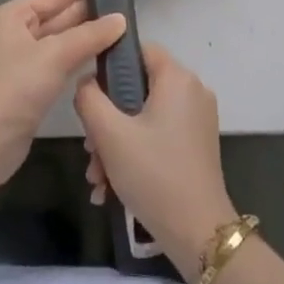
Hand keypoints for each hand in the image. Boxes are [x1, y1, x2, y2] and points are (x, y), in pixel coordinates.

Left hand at [0, 0, 124, 212]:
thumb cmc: (14, 88)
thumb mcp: (53, 56)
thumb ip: (89, 35)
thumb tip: (121, 19)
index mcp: (12, 16)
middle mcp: (14, 33)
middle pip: (57, 15)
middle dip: (89, 11)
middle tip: (127, 6)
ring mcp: (21, 60)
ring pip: (60, 40)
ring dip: (87, 36)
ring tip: (123, 28)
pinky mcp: (29, 85)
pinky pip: (59, 61)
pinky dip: (79, 57)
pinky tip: (104, 56)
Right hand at [75, 44, 236, 276]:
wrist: (198, 233)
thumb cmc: (153, 174)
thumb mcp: (110, 134)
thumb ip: (89, 98)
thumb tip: (86, 83)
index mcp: (177, 78)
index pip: (138, 49)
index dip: (109, 66)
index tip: (89, 95)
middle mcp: (192, 91)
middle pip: (137, 88)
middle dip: (107, 120)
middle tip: (90, 150)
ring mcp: (197, 119)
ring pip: (144, 117)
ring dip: (115, 143)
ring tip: (97, 177)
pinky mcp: (196, 144)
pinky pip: (157, 135)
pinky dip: (134, 154)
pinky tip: (111, 187)